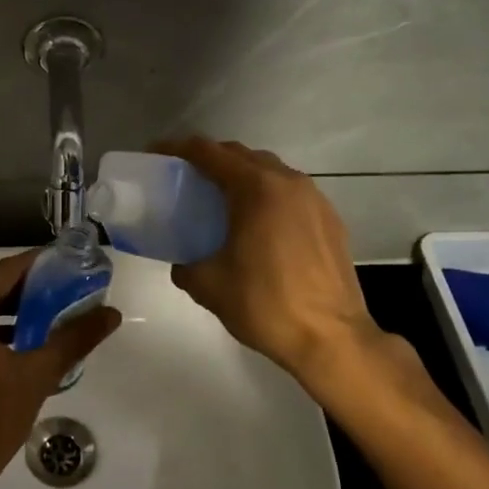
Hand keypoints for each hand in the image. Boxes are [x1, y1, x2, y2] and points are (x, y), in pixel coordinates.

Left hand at [0, 250, 120, 488]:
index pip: (2, 271)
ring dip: (11, 306)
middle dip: (26, 285)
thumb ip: (74, 339)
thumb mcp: (36, 376)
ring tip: (52, 310)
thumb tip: (111, 314)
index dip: (36, 264)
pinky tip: (25, 339)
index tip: (69, 263)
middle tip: (66, 286)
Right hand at [154, 138, 407, 397]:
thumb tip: (183, 262)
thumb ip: (185, 265)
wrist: (333, 339)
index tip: (156, 154)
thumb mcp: (209, 286)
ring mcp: (314, 199)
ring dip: (241, 176)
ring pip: (269, 171)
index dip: (177, 149)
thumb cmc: (266, 305)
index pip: (208, 152)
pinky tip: (257, 225)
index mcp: (255, 188)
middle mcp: (287, 182)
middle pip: (240, 155)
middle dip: (210, 159)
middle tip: (184, 178)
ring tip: (220, 200)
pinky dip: (266, 196)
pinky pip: (290, 193)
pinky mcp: (330, 219)